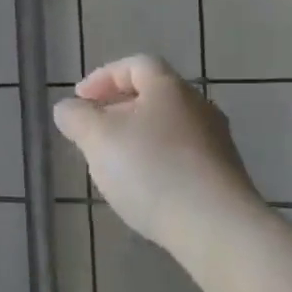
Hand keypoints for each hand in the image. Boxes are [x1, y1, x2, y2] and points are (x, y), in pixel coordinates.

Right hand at [54, 54, 262, 254]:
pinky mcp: (224, 175)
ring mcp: (216, 142)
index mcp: (169, 87)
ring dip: (138, 138)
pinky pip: (183, 157)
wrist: (217, 227)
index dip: (103, 77)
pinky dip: (158, 162)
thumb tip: (67, 108)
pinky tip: (145, 189)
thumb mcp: (99, 139)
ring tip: (114, 164)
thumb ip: (77, 118)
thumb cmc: (152, 170)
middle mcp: (198, 106)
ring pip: (168, 128)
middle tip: (93, 132)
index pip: (135, 64)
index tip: (80, 99)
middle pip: (154, 96)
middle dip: (119, 109)